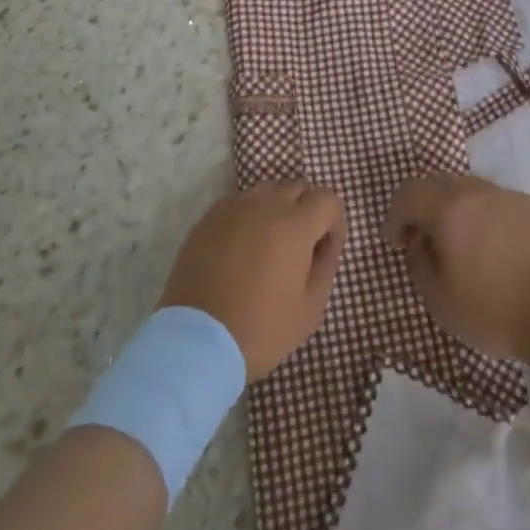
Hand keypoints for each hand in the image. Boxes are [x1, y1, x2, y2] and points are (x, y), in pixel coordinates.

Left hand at [158, 182, 346, 380]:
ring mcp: (232, 208)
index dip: (334, 221)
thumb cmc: (260, 330)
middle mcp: (265, 205)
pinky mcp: (208, 219)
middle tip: (300, 247)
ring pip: (266, 191)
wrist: (195, 343)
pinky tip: (242, 248)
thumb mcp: (309, 309)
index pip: (327, 198)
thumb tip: (326, 242)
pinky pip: (238, 203)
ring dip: (277, 209)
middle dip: (307, 210)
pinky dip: (249, 216)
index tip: (326, 248)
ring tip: (269, 245)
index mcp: (294, 225)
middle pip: (297, 187)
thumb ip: (326, 266)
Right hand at [386, 174, 529, 362]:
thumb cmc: (494, 311)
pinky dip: (483, 215)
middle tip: (423, 238)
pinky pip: (496, 201)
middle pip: (438, 183)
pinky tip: (493, 247)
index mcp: (448, 209)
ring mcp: (507, 195)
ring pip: (469, 189)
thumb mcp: (440, 301)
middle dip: (423, 206)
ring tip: (459, 243)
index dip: (396, 215)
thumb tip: (420, 244)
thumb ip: (419, 265)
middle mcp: (476, 191)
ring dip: (454, 209)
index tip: (396, 243)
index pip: (409, 193)